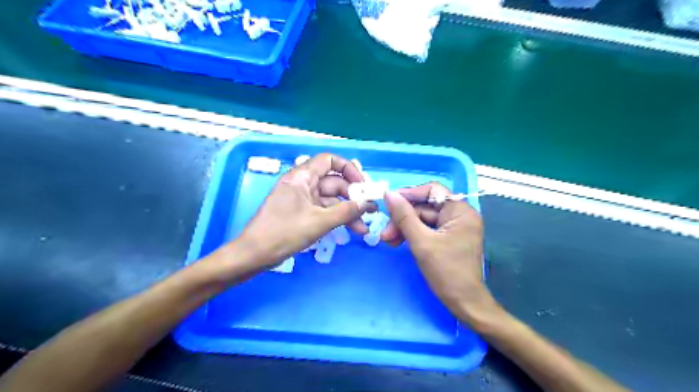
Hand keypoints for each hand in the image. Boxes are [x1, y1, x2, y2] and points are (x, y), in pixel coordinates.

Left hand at [237, 154, 373, 269]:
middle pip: (334, 182)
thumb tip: (367, 203)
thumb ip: (346, 211)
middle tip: (371, 209)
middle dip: (353, 195)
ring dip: (348, 210)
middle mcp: (303, 184)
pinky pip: (324, 211)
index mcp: (302, 177)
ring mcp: (302, 199)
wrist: (255, 254)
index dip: (349, 169)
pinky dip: (338, 218)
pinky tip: (352, 229)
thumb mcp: (319, 221)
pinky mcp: (302, 213)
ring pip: (331, 199)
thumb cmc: (284, 232)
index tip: (363, 185)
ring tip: (365, 224)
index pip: (329, 161)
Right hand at [382, 182, 496, 323]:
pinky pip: (427, 229)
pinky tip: (398, 242)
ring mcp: (454, 227)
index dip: (410, 194)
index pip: (433, 190)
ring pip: (423, 219)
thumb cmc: (446, 272)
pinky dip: (412, 235)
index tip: (390, 202)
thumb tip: (389, 194)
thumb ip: (404, 216)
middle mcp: (460, 215)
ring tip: (388, 241)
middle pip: (425, 207)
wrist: (464, 303)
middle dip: (403, 218)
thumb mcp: (421, 242)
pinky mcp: (448, 238)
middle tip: (385, 232)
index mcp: (460, 211)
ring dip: (404, 228)